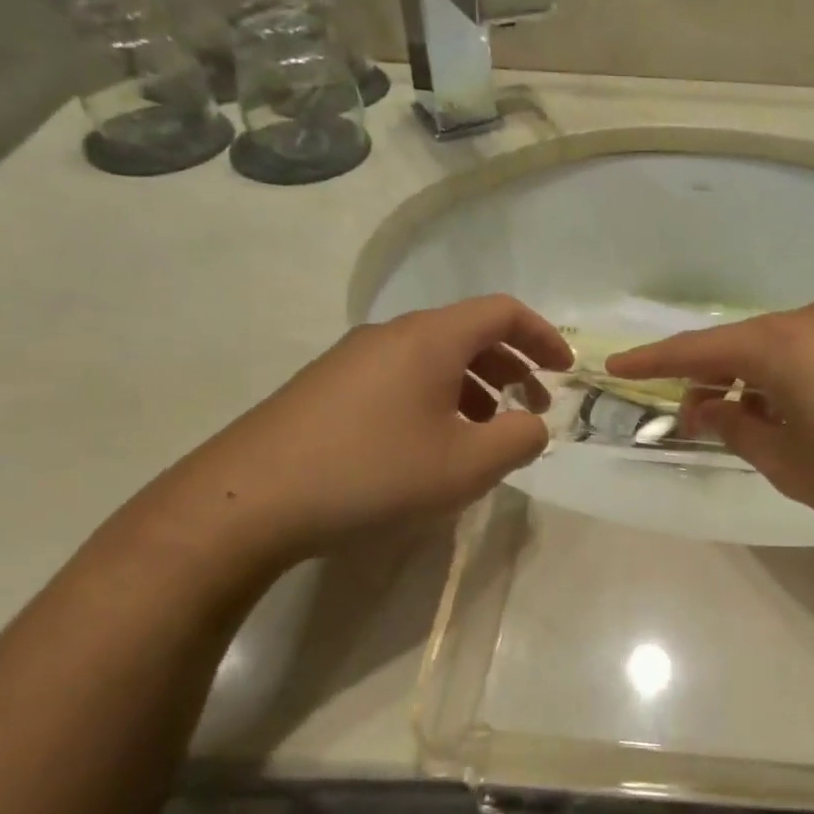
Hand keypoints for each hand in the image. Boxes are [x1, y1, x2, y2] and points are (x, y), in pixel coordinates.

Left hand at [160, 295, 570, 562]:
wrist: (248, 500)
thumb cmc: (373, 474)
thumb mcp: (466, 466)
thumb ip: (518, 440)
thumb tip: (532, 424)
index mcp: (430, 338)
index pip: (503, 312)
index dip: (543, 336)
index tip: (565, 370)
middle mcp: (391, 335)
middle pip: (468, 333)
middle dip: (512, 366)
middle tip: (532, 408)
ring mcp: (352, 359)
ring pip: (433, 358)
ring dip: (474, 386)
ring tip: (486, 432)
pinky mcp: (327, 388)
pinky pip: (400, 378)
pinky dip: (435, 398)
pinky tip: (430, 444)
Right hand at [606, 298, 813, 538]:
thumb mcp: (788, 461)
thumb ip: (736, 428)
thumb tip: (703, 407)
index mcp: (778, 344)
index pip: (696, 349)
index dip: (652, 361)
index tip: (615, 366)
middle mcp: (809, 321)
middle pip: (737, 345)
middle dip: (706, 378)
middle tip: (689, 419)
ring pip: (774, 350)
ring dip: (747, 381)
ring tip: (740, 423)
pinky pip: (808, 354)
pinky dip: (783, 380)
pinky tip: (790, 414)